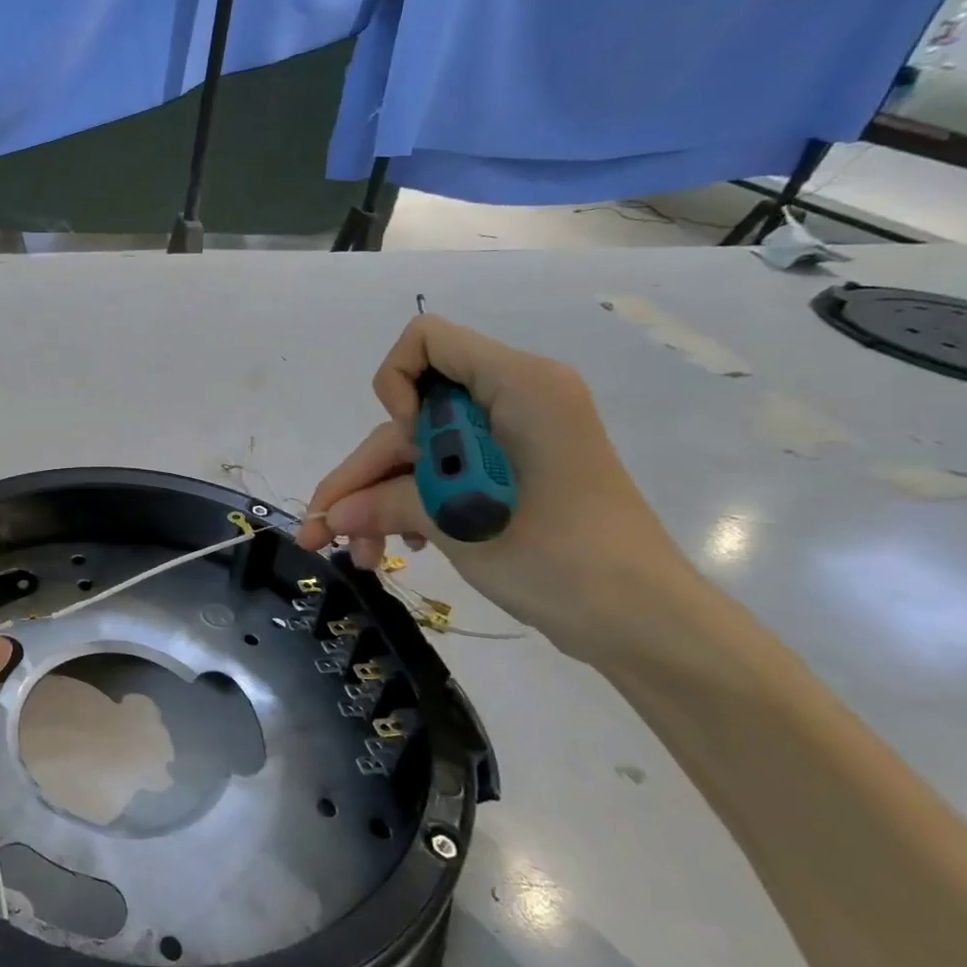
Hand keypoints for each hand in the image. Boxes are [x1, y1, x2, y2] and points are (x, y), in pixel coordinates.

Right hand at [296, 315, 697, 663]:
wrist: (644, 624)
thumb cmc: (566, 560)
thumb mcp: (463, 524)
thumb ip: (388, 505)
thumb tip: (329, 514)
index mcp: (518, 386)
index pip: (426, 342)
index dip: (396, 384)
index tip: (403, 442)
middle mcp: (509, 400)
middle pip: (407, 418)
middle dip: (363, 473)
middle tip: (322, 531)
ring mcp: (507, 439)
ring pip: (414, 453)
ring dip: (377, 500)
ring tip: (356, 554)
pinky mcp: (505, 473)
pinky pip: (439, 473)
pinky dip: (408, 506)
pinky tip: (392, 546)